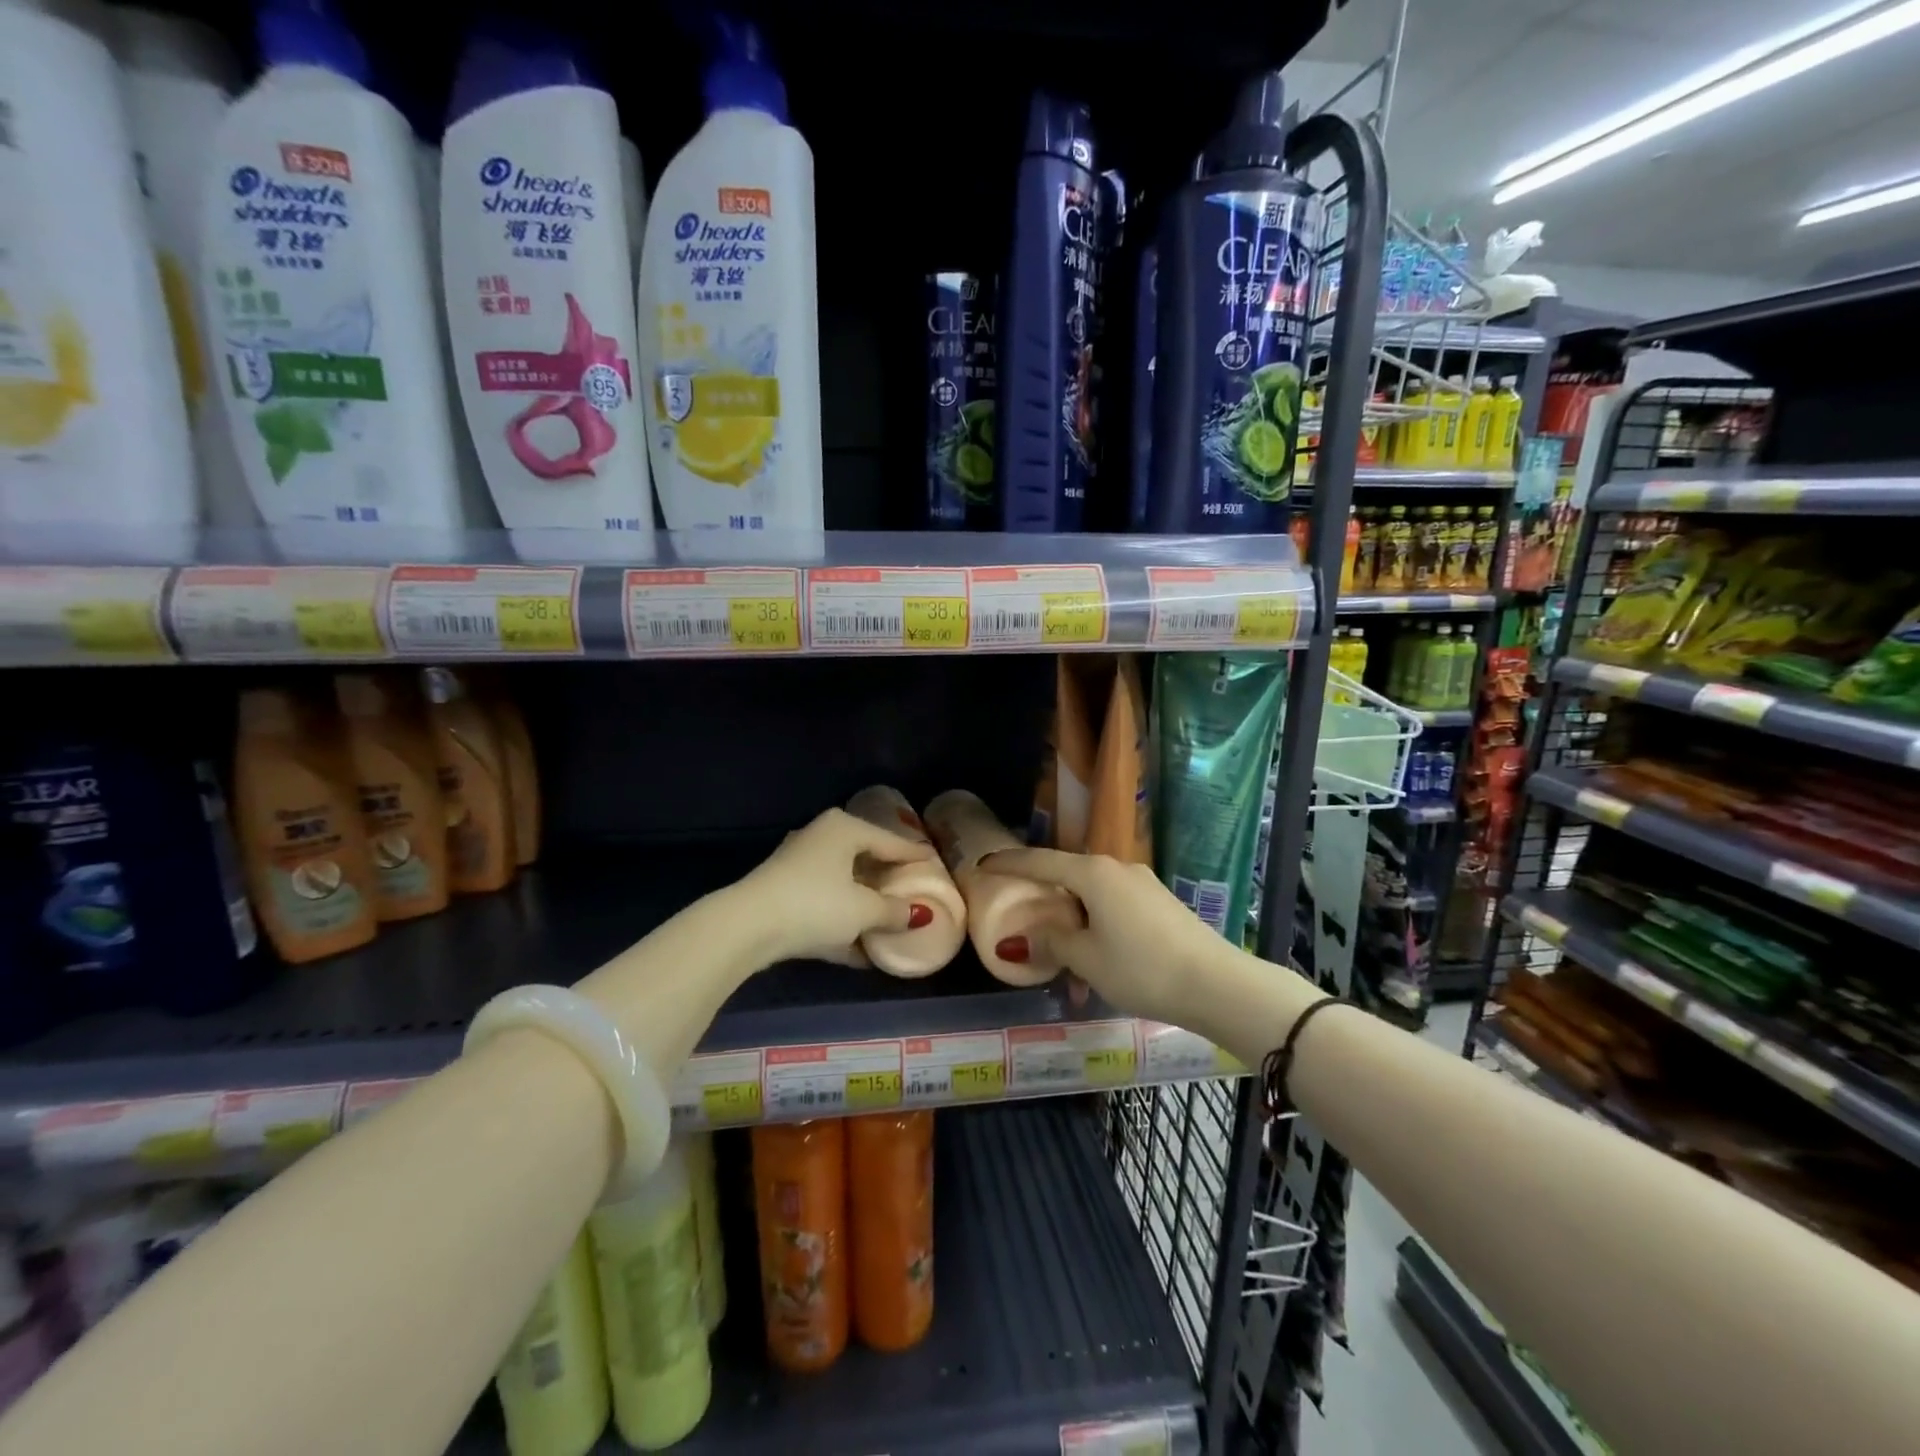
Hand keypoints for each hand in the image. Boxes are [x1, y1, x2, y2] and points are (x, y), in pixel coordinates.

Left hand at [740, 808, 937, 965]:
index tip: (934, 862)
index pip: (890, 841)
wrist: (748, 926)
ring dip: (863, 904)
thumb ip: (893, 911)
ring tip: (887, 920)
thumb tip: (917, 914)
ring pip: (842, 882)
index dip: (914, 855)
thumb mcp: (864, 911)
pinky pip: (823, 902)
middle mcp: (821, 837)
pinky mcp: (783, 891)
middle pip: (864, 857)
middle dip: (886, 879)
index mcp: (845, 829)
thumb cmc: (816, 905)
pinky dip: (840, 920)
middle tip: (912, 889)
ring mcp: (798, 863)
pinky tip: (859, 949)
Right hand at [980, 849, 1232, 1025]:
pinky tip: (1098, 960)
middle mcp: (1117, 868)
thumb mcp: (1087, 959)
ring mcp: (1142, 884)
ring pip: (1092, 896)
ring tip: (1064, 960)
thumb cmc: (1142, 968)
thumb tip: (1022, 936)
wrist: (1218, 984)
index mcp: (1093, 873)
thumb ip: (1052, 941)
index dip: (1009, 863)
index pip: (1040, 861)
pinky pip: (1114, 906)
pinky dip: (1096, 926)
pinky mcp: (1159, 903)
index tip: (984, 865)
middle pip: (1067, 876)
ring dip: (1073, 921)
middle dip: (1044, 898)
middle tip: (1021, 919)